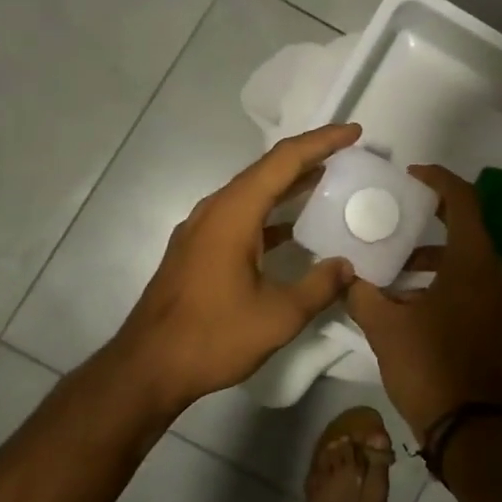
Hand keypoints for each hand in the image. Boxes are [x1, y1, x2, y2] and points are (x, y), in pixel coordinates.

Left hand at [112, 123, 362, 411]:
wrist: (147, 369)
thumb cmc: (212, 337)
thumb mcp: (279, 316)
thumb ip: (319, 286)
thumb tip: (347, 266)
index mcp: (234, 214)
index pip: (284, 161)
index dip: (322, 142)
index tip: (354, 132)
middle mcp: (215, 210)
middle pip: (267, 169)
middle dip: (309, 156)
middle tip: (348, 153)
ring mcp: (203, 229)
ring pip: (253, 192)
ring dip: (290, 184)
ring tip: (329, 180)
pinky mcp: (199, 249)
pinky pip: (242, 214)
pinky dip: (272, 212)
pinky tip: (294, 227)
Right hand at [347, 165, 501, 436]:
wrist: (471, 429)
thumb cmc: (429, 366)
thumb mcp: (385, 327)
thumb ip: (361, 294)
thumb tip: (343, 275)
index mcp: (473, 262)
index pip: (463, 200)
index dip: (438, 180)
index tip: (411, 176)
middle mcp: (493, 273)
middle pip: (465, 227)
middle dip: (430, 217)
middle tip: (395, 214)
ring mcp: (499, 300)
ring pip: (466, 259)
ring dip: (432, 255)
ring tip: (393, 263)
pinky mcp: (496, 322)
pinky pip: (470, 283)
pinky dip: (442, 278)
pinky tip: (408, 299)